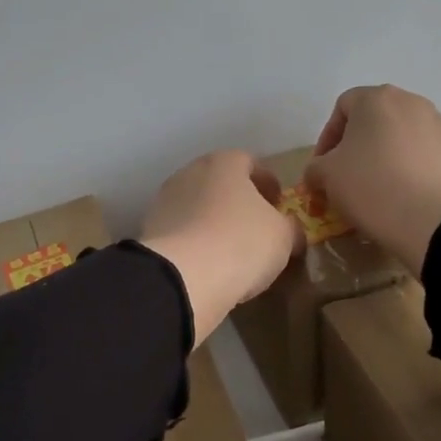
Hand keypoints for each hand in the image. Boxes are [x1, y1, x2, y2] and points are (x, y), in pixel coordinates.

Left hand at [141, 150, 302, 344]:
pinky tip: (208, 264)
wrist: (182, 277)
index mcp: (224, 163)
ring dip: (213, 222)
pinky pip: (182, 233)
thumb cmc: (242, 243)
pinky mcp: (150, 232)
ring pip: (198, 207)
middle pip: (220, 183)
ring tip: (230, 249)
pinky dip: (195, 243)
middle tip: (256, 226)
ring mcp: (165, 202)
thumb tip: (291, 231)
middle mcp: (190, 173)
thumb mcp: (284, 237)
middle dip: (238, 201)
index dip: (268, 183)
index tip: (279, 204)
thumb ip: (291, 228)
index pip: (251, 163)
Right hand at [305, 85, 440, 275]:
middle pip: (375, 119)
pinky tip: (406, 194)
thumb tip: (319, 173)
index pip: (342, 107)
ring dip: (386, 155)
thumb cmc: (371, 187)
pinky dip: (411, 167)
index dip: (327, 138)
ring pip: (402, 135)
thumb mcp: (325, 177)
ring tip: (378, 188)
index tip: (322, 168)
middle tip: (347, 177)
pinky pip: (425, 153)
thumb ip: (315, 168)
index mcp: (376, 98)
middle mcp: (411, 101)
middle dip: (357, 145)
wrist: (433, 220)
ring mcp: (440, 124)